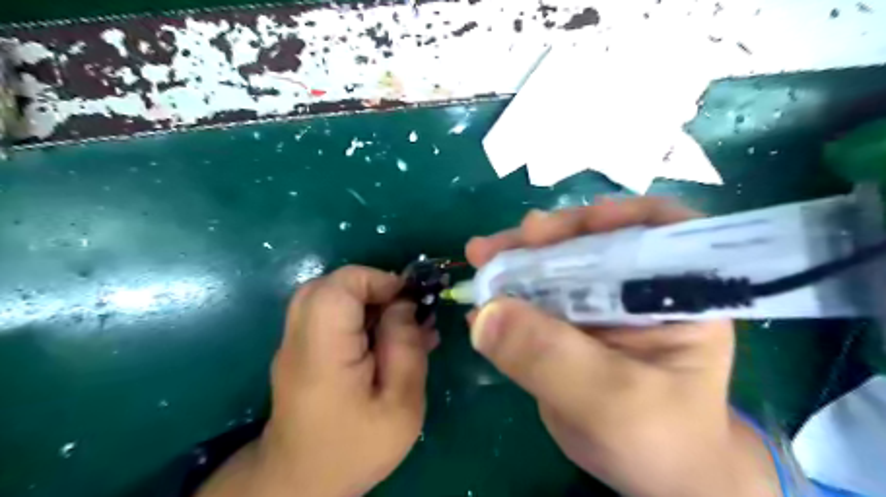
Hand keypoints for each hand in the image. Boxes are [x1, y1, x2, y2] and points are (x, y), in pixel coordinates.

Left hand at [198, 270, 436, 496]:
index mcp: (323, 352)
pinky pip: (327, 314)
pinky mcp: (301, 349)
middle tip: (403, 311)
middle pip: (330, 285)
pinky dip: (356, 314)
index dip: (377, 280)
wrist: (303, 482)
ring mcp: (294, 343)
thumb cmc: (356, 448)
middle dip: (373, 288)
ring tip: (397, 325)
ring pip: (327, 295)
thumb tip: (405, 304)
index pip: (339, 287)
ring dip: (366, 300)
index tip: (409, 300)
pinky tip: (381, 336)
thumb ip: (405, 348)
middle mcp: (299, 339)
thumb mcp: (401, 405)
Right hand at [467, 198, 775, 496]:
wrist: (653, 474)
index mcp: (677, 294)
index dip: (614, 215)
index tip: (567, 225)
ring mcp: (601, 302)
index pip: (659, 228)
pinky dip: (508, 292)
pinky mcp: (571, 320)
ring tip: (481, 258)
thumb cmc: (659, 440)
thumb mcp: (612, 404)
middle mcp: (639, 287)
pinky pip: (537, 295)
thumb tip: (486, 314)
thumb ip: (552, 358)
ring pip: (557, 264)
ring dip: (517, 259)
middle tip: (496, 246)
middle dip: (544, 238)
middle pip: (593, 240)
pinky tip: (482, 299)